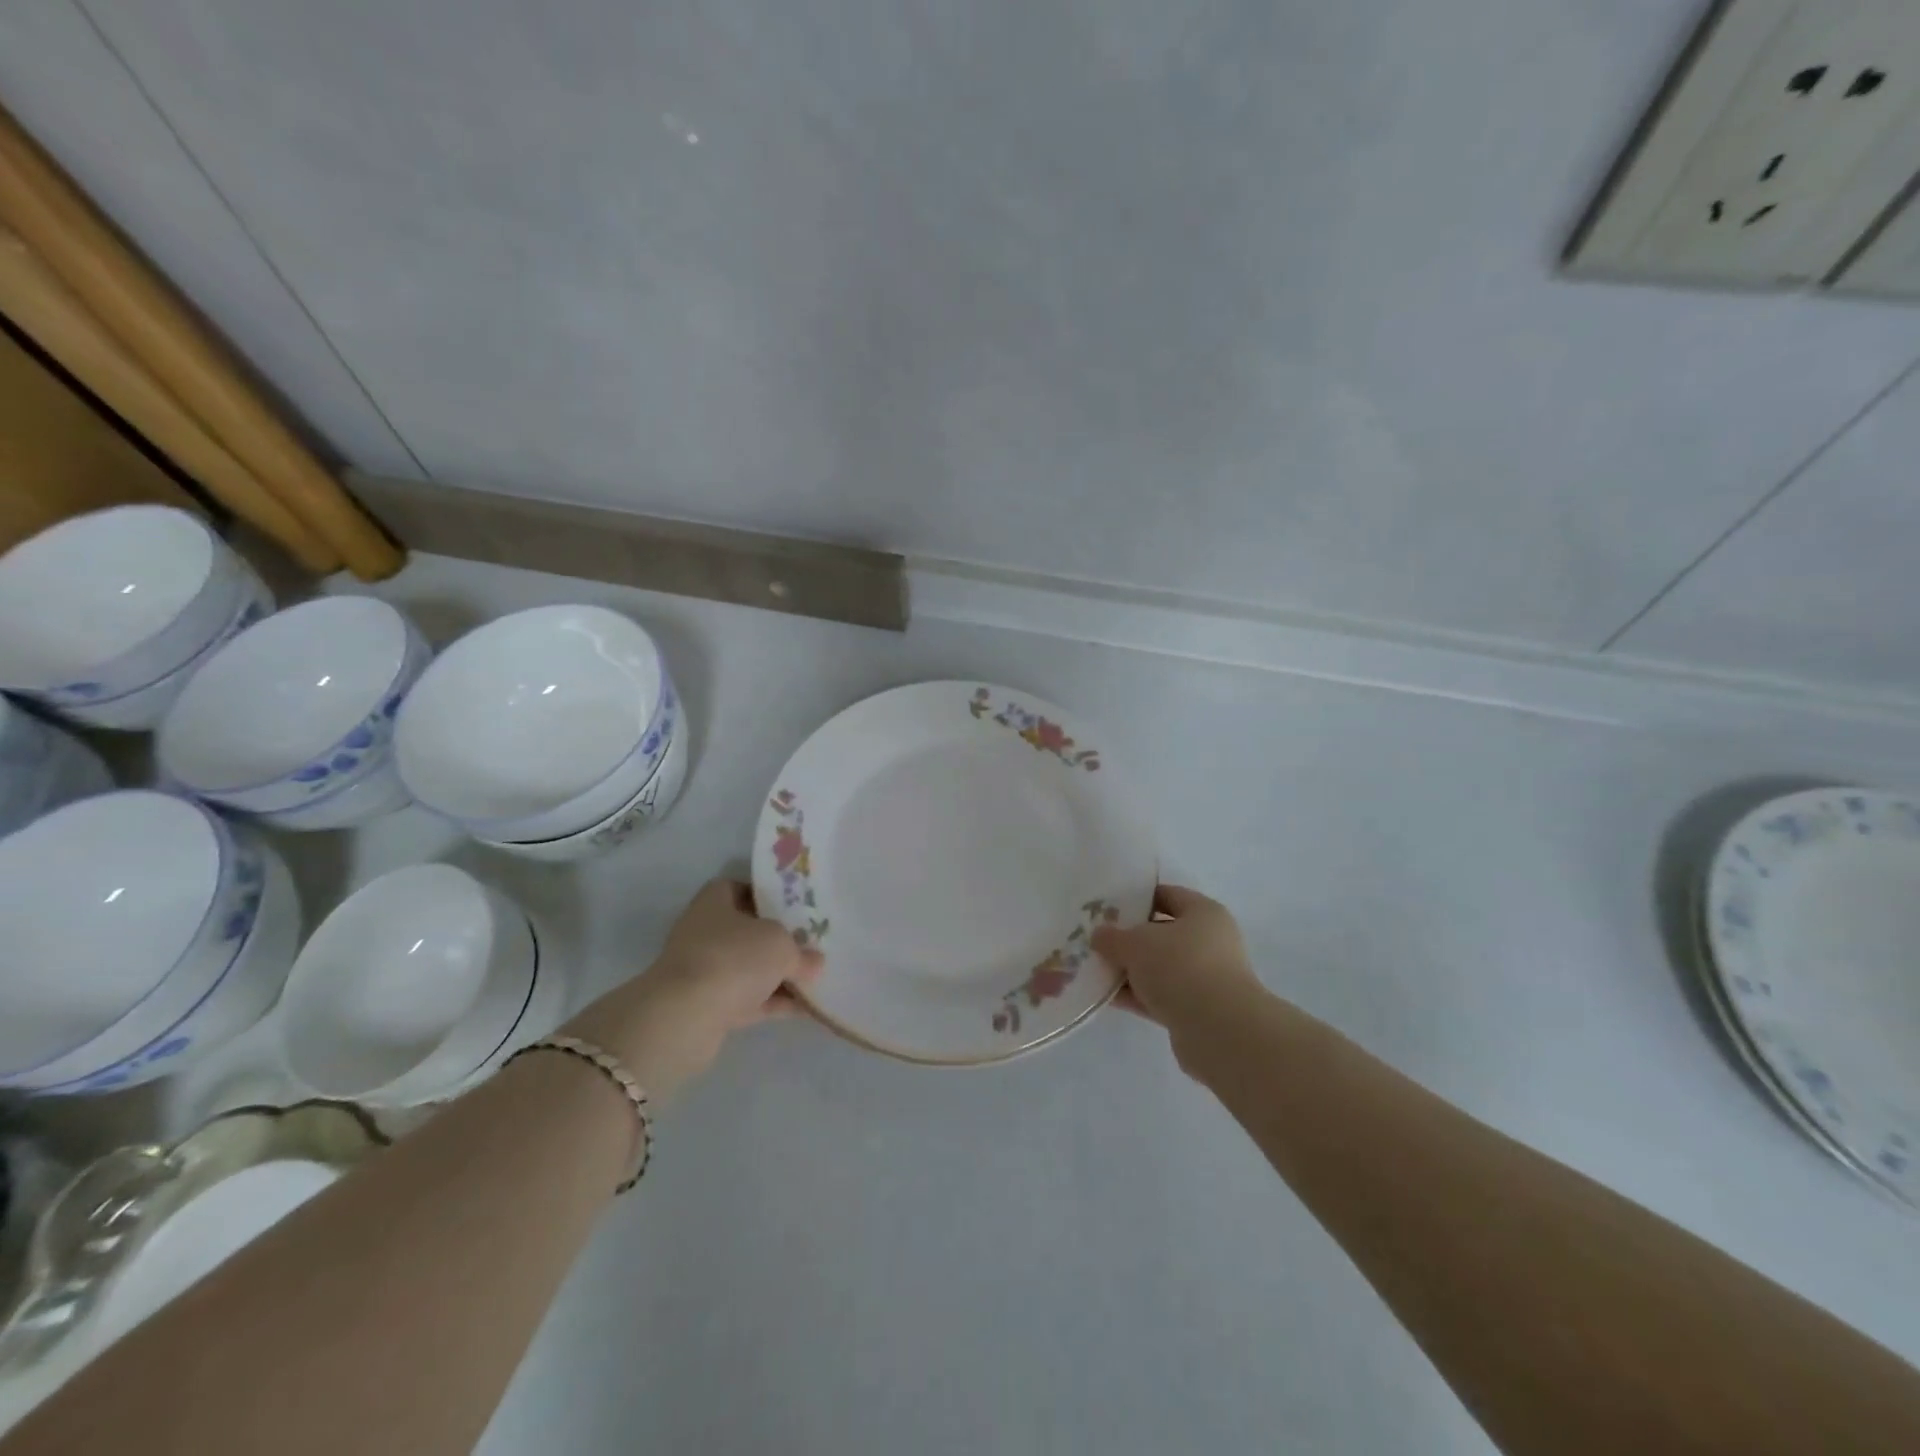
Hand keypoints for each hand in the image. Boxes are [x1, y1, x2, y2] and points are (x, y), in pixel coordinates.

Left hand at [562, 879, 822, 1102]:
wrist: (685, 1017)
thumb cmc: (733, 958)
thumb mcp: (780, 945)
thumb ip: (801, 952)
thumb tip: (815, 962)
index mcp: (715, 901)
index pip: (741, 888)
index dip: (768, 896)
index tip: (797, 907)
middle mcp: (705, 932)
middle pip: (748, 931)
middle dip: (779, 939)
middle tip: (812, 943)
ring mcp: (705, 971)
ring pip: (749, 968)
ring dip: (778, 975)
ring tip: (816, 978)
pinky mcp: (707, 1007)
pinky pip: (748, 1000)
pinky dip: (773, 1002)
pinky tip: (805, 1008)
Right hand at [1093, 885, 1261, 1043]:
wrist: (1218, 1030)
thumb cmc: (1180, 967)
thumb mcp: (1136, 943)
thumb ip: (1113, 937)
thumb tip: (1100, 936)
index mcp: (1203, 913)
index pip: (1167, 895)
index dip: (1137, 898)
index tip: (1107, 906)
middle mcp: (1210, 942)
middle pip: (1161, 934)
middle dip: (1129, 939)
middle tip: (1097, 940)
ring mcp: (1205, 979)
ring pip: (1159, 968)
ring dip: (1131, 971)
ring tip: (1095, 970)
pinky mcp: (1197, 1011)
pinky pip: (1160, 996)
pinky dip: (1137, 996)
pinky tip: (1108, 997)